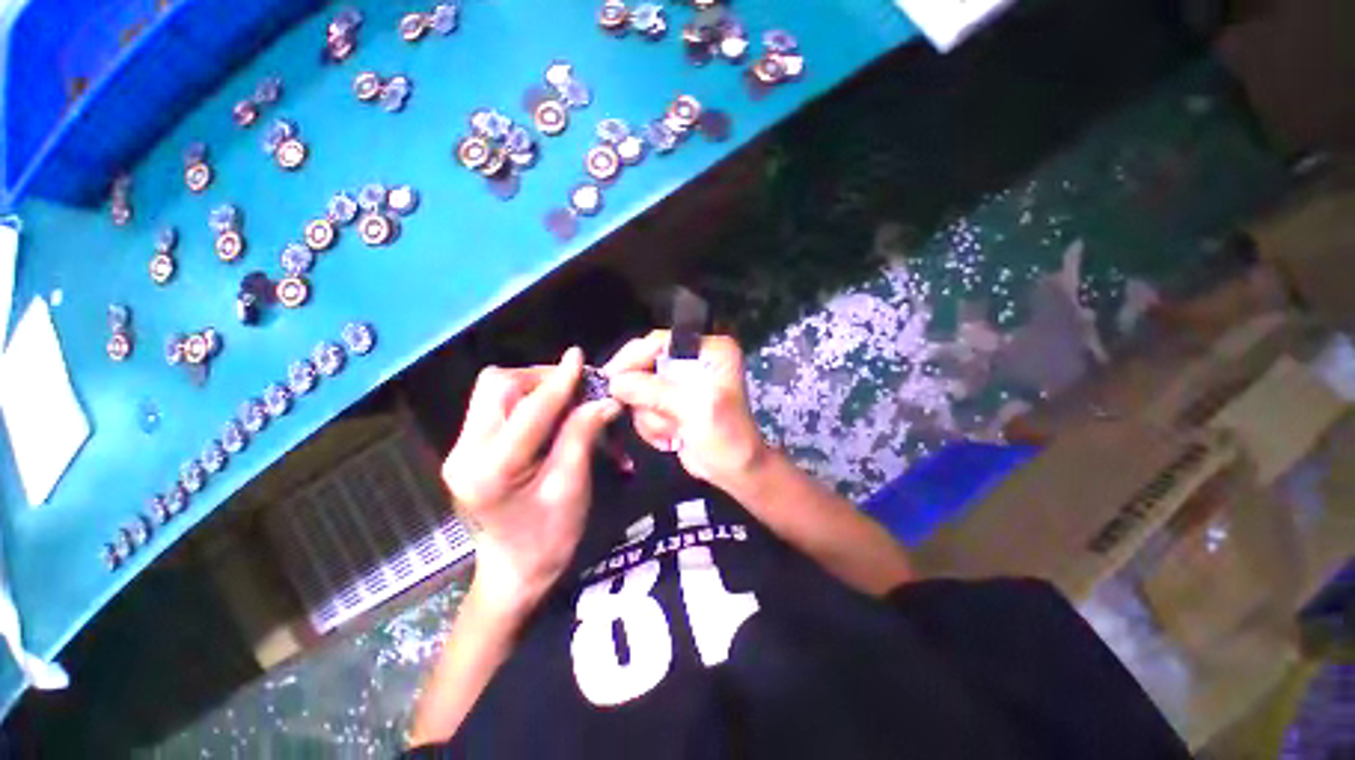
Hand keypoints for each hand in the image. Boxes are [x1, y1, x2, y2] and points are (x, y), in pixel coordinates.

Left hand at [442, 348, 621, 612]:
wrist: (514, 570)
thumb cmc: (549, 538)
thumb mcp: (572, 487)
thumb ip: (583, 436)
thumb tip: (604, 399)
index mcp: (490, 471)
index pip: (529, 410)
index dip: (558, 381)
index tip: (579, 357)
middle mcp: (464, 452)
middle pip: (498, 386)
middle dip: (540, 378)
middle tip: (576, 387)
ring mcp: (460, 448)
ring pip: (494, 390)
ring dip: (533, 386)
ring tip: (565, 397)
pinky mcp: (467, 446)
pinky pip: (495, 404)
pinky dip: (526, 398)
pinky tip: (548, 411)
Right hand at [604, 331, 767, 489]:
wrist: (733, 469)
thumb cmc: (725, 436)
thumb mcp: (693, 408)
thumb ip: (653, 390)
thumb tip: (614, 381)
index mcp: (709, 350)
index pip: (660, 341)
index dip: (635, 357)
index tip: (612, 377)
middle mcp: (693, 359)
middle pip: (645, 363)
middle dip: (646, 396)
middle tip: (654, 414)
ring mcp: (679, 381)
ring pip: (639, 389)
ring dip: (652, 415)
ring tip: (675, 430)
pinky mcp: (669, 401)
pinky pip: (642, 406)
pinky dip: (652, 425)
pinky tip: (673, 436)